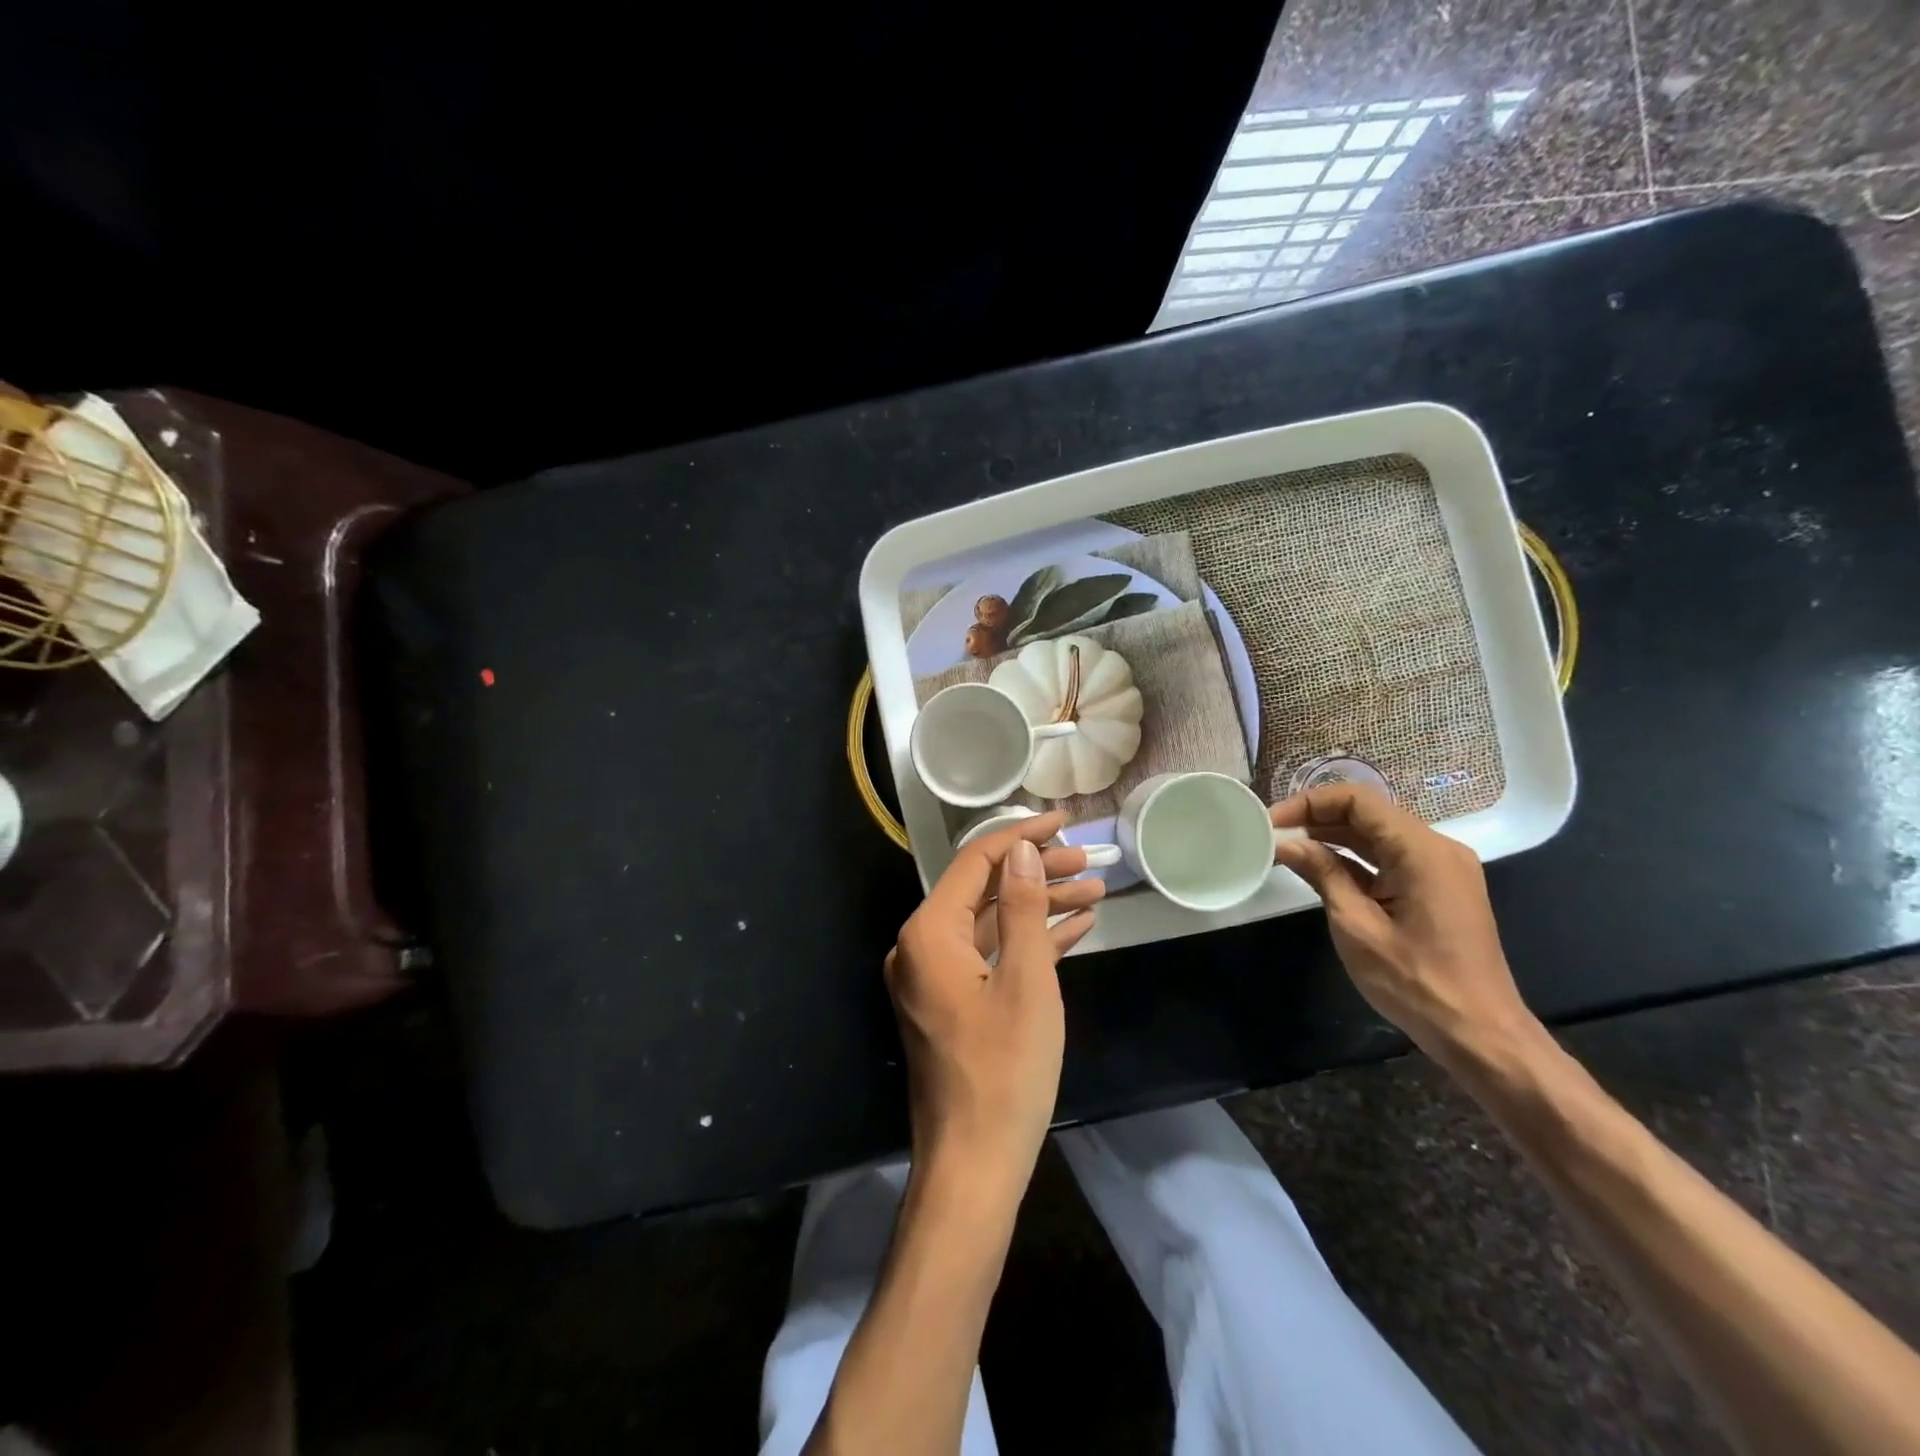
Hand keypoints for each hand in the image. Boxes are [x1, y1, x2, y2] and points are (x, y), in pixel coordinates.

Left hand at [885, 811, 1102, 1184]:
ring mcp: (936, 978)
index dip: (1022, 837)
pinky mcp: (953, 1004)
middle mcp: (922, 947)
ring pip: (992, 925)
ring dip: (1039, 908)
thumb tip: (1023, 851)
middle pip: (984, 892)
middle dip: (1037, 874)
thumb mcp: (1025, 982)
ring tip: (1094, 892)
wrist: (974, 1165)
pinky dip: (1030, 943)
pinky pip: (992, 958)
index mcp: (929, 934)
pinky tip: (1074, 929)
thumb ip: (1022, 909)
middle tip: (1090, 862)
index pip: (976, 864)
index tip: (1065, 821)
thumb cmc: (1004, 1071)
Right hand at [1271, 785, 1536, 1068]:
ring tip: (1286, 848)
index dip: (1310, 803)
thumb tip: (1287, 844)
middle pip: (1368, 813)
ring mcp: (1440, 869)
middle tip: (1271, 835)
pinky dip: (1353, 859)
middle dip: (1317, 818)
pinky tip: (1318, 868)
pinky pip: (1389, 858)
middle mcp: (1436, 849)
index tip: (1272, 821)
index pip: (1358, 801)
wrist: (1480, 1034)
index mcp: (1422, 851)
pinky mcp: (1437, 888)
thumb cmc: (1415, 982)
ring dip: (1332, 837)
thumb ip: (1322, 875)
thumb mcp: (1357, 926)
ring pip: (1377, 835)